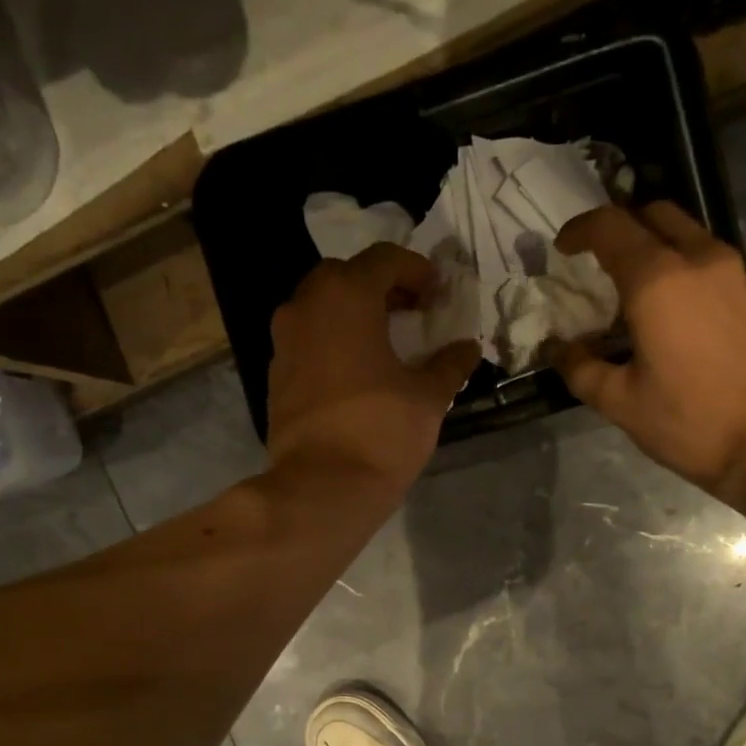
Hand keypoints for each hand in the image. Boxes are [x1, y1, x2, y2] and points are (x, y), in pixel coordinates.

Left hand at [267, 243, 480, 494]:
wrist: (321, 486)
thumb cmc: (381, 432)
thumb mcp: (428, 398)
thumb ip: (450, 365)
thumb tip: (468, 348)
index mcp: (346, 297)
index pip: (384, 259)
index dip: (416, 270)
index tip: (437, 293)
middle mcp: (306, 306)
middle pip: (345, 276)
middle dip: (380, 286)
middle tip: (410, 311)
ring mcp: (284, 340)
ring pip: (319, 306)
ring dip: (352, 312)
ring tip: (383, 339)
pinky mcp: (277, 373)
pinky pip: (307, 339)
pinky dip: (332, 340)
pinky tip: (356, 370)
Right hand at [553, 203, 745, 507]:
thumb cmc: (692, 422)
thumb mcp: (621, 403)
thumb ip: (581, 369)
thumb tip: (559, 349)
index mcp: (658, 280)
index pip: (611, 227)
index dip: (579, 231)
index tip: (563, 249)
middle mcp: (699, 260)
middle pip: (654, 215)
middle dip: (621, 227)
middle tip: (599, 262)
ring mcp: (734, 273)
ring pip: (687, 234)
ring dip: (655, 246)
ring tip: (634, 290)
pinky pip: (709, 260)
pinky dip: (682, 267)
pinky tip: (672, 311)